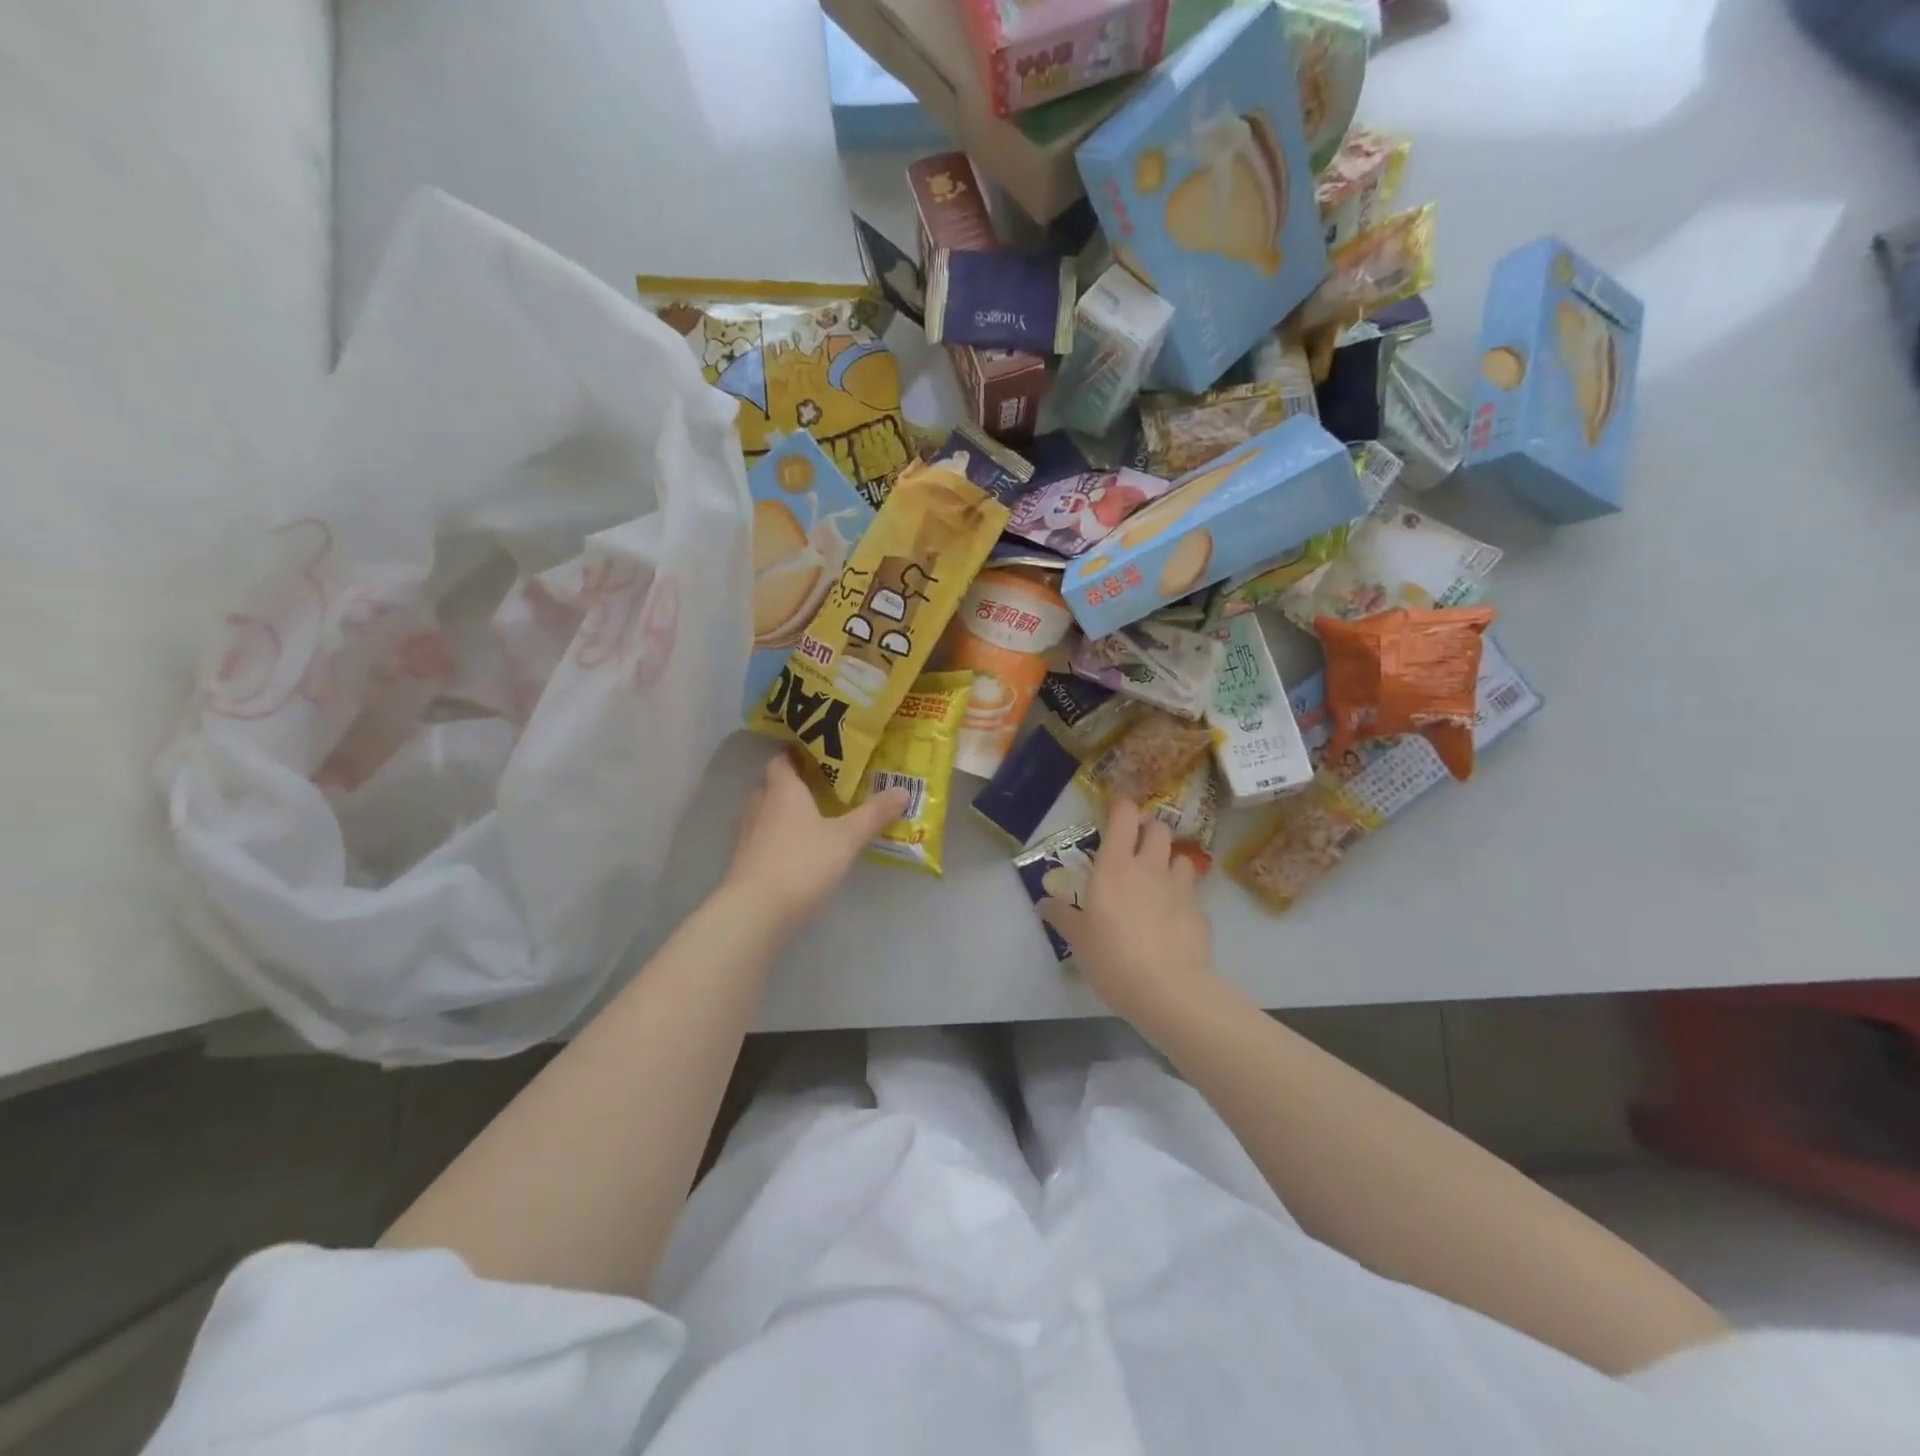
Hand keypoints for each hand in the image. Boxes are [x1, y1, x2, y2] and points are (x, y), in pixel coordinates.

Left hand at [721, 750, 909, 934]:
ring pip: (763, 811)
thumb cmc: (803, 862)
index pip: (782, 759)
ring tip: (810, 816)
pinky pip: (760, 837)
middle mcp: (760, 805)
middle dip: (791, 781)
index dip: (796, 753)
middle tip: (819, 784)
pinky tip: (795, 849)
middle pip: (771, 783)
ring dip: (781, 810)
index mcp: (783, 789)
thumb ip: (874, 814)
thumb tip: (904, 790)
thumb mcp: (847, 837)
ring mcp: (747, 834)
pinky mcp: (744, 861)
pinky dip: (775, 836)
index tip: (818, 753)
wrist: (756, 910)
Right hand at [1041, 798, 1217, 1030]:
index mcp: (1115, 867)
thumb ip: (1063, 916)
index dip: (1121, 806)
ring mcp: (1180, 888)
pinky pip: (1192, 893)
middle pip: (1158, 829)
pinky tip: (1173, 918)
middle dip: (1149, 830)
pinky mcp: (1201, 912)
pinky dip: (1183, 897)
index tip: (1116, 807)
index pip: (1124, 818)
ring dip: (1169, 862)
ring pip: (1180, 857)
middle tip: (1136, 847)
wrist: (1169, 990)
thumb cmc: (1113, 958)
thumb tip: (1044, 903)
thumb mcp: (1079, 940)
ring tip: (1159, 881)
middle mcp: (1149, 868)